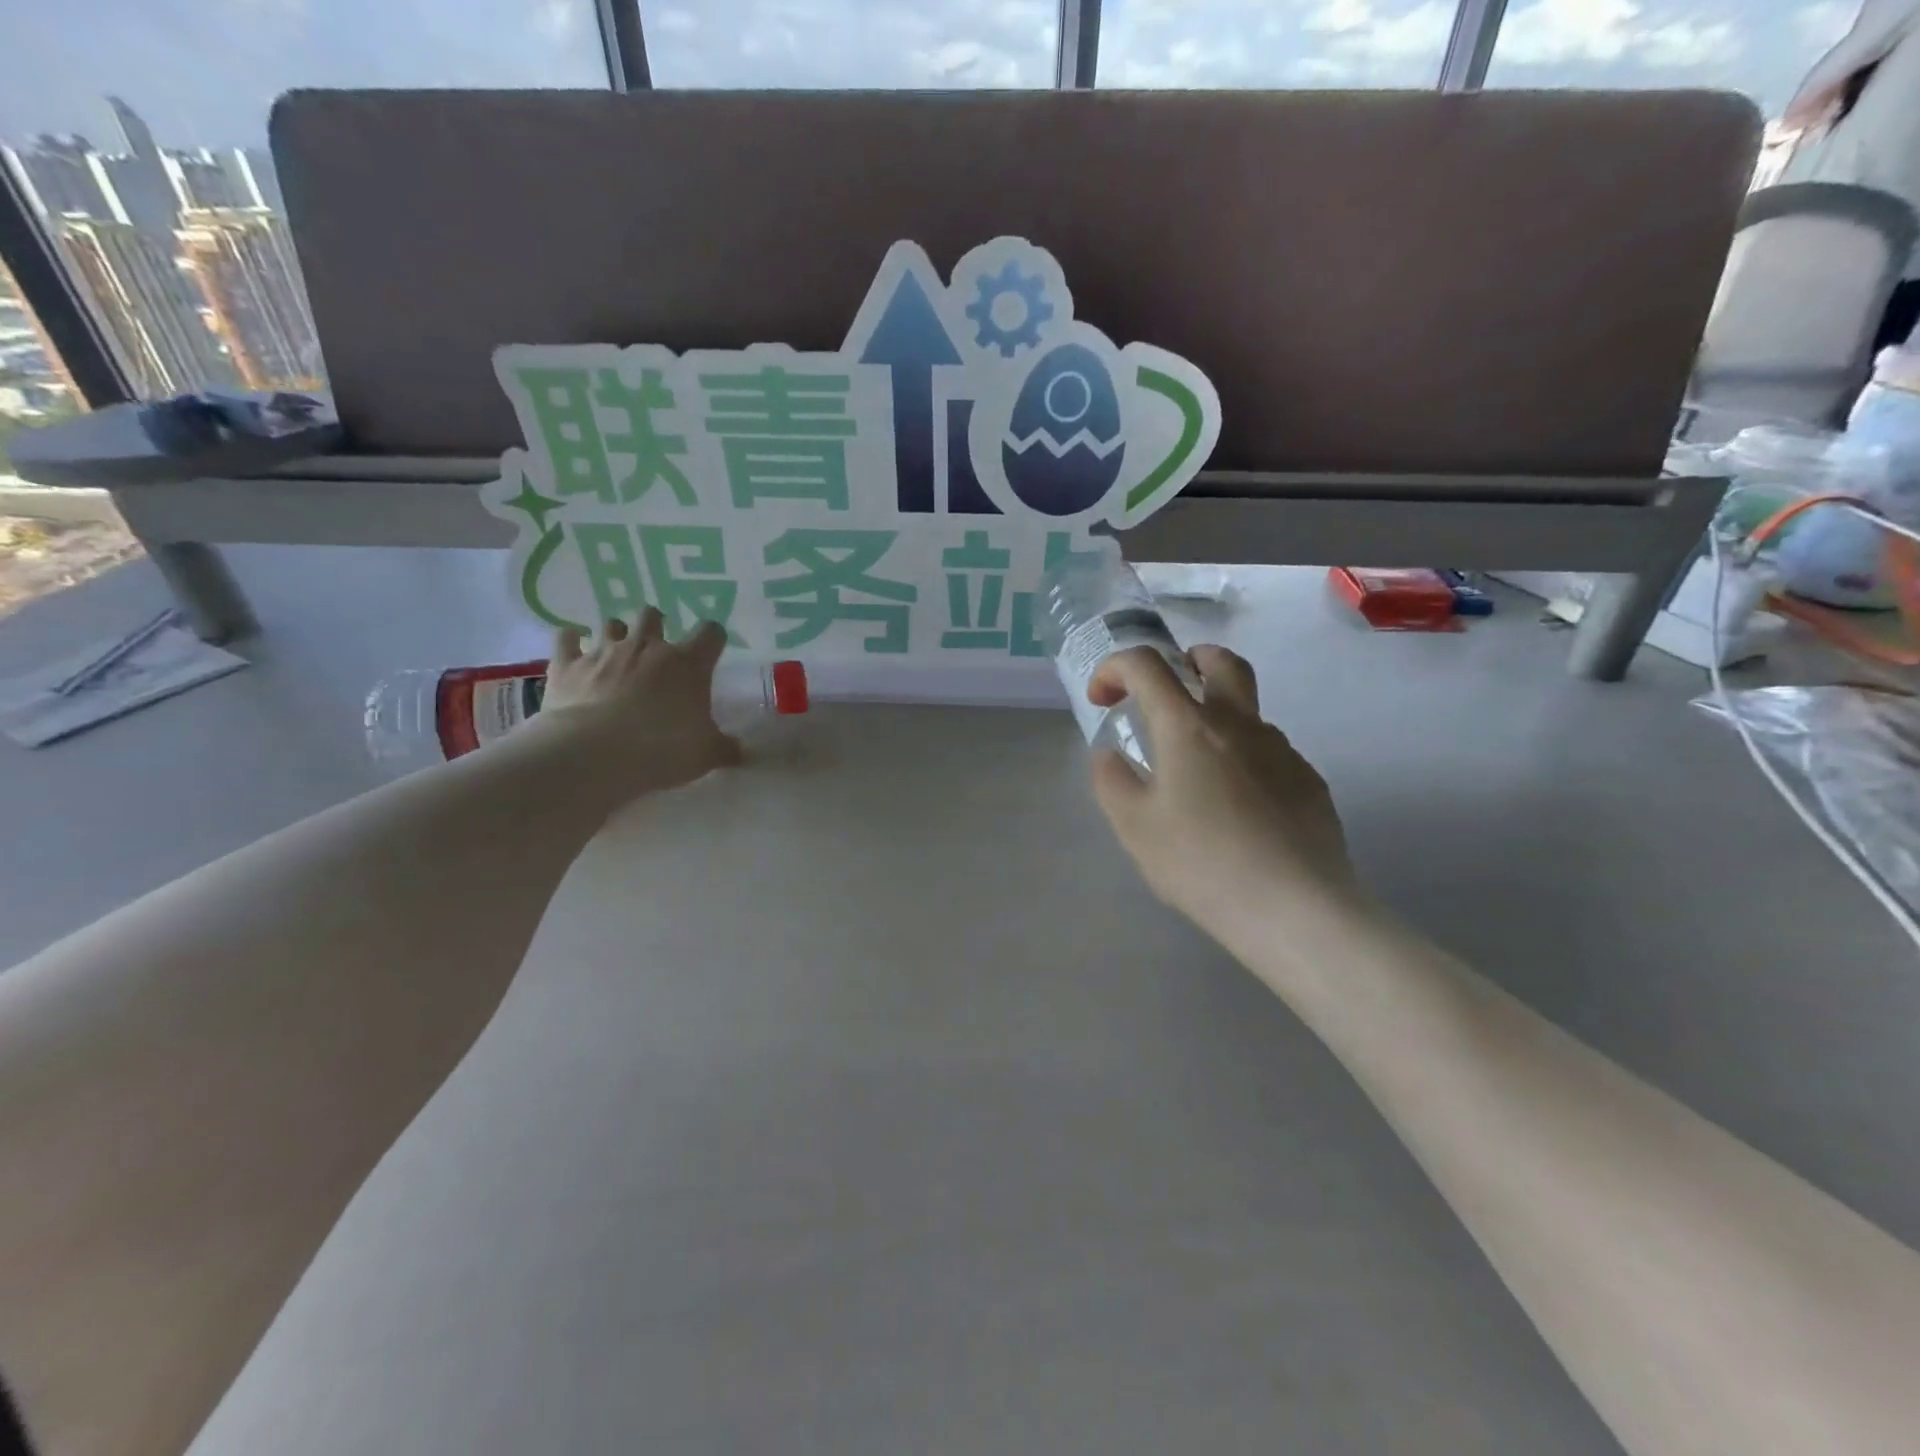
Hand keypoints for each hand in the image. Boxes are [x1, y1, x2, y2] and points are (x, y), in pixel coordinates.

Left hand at [523, 609, 743, 795]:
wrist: (594, 755)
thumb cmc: (662, 749)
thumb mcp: (705, 755)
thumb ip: (725, 748)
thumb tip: (742, 752)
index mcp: (687, 663)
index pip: (710, 633)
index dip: (712, 639)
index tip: (711, 651)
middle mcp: (647, 647)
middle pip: (653, 615)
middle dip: (656, 626)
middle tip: (657, 648)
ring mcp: (604, 651)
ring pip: (611, 623)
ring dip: (616, 633)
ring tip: (617, 650)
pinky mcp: (568, 664)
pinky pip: (566, 638)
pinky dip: (571, 640)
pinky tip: (573, 646)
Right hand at [1087, 645, 1360, 956]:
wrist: (1295, 909)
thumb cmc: (1202, 863)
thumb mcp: (1135, 828)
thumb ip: (1112, 781)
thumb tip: (1109, 755)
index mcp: (1188, 727)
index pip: (1147, 665)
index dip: (1115, 668)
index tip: (1103, 700)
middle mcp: (1239, 724)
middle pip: (1221, 662)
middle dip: (1189, 659)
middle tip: (1169, 688)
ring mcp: (1281, 750)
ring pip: (1247, 712)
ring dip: (1216, 720)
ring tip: (1196, 774)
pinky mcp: (1308, 781)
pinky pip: (1269, 753)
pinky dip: (1243, 759)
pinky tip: (1237, 809)